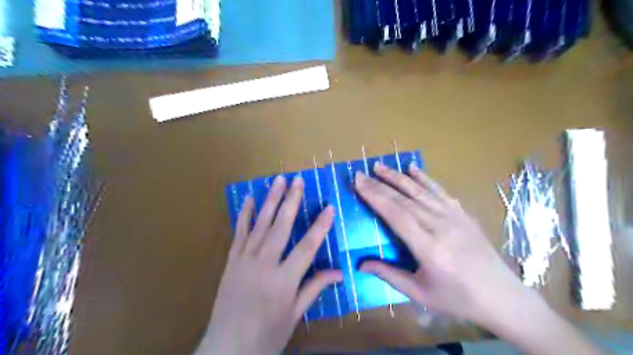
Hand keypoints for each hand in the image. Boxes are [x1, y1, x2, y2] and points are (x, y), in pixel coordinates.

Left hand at [200, 176, 343, 354]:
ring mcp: (245, 260)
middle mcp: (264, 265)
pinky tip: (248, 199)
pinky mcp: (231, 261)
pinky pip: (238, 233)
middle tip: (298, 180)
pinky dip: (244, 215)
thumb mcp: (294, 314)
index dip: (320, 226)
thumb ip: (314, 288)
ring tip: (278, 181)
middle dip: (291, 201)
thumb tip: (338, 273)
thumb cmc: (266, 335)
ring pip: (260, 225)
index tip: (329, 208)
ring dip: (270, 201)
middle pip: (281, 227)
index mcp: (283, 281)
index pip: (307, 247)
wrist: (226, 349)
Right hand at [355, 162, 529, 328]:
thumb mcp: (419, 293)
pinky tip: (412, 168)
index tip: (358, 183)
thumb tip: (360, 265)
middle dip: (379, 184)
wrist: (502, 296)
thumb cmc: (457, 298)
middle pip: (404, 199)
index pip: (395, 214)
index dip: (375, 197)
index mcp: (427, 247)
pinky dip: (424, 178)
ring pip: (419, 191)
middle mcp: (439, 226)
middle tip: (360, 173)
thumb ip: (389, 275)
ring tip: (379, 166)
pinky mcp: (462, 213)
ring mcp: (453, 217)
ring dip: (397, 177)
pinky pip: (439, 191)